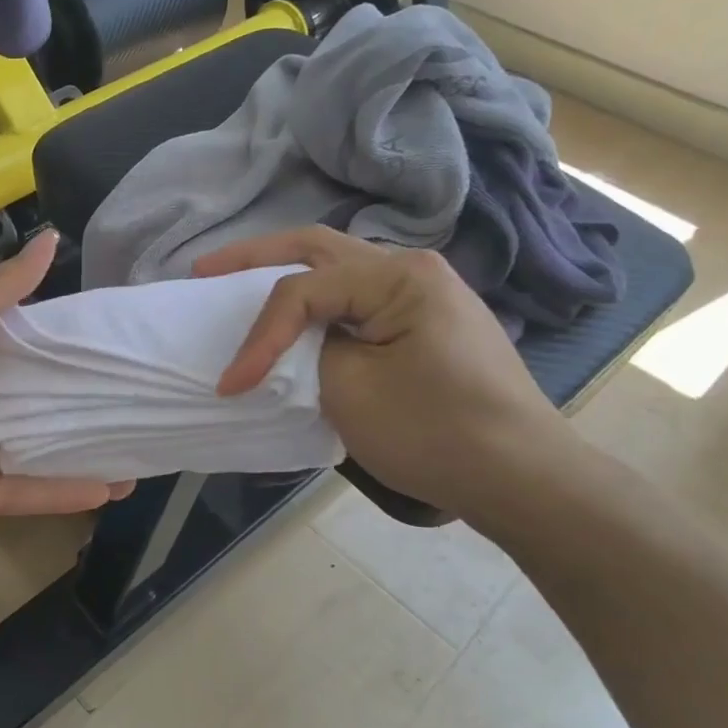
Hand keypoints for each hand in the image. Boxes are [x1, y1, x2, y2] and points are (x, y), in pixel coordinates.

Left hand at [0, 232, 132, 545]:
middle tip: (141, 401)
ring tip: (139, 451)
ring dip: (81, 453)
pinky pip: (21, 494)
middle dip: (82, 405)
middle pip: (36, 404)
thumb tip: (49, 239)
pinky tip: (108, 489)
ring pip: (36, 453)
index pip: (26, 352)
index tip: (117, 345)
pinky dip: (60, 493)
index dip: (68, 349)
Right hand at [194, 228, 573, 519]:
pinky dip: (316, 303)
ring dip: (286, 275)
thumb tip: (292, 345)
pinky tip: (295, 314)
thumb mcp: (351, 391)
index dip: (258, 334)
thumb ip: (306, 351)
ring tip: (238, 285)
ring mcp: (424, 294)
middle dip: (255, 258)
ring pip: (338, 269)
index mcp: (398, 276)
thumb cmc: (436, 433)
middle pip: (318, 249)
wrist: (522, 477)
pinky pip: (357, 298)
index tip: (230, 383)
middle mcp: (412, 269)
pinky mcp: (425, 322)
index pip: (303, 290)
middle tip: (205, 272)